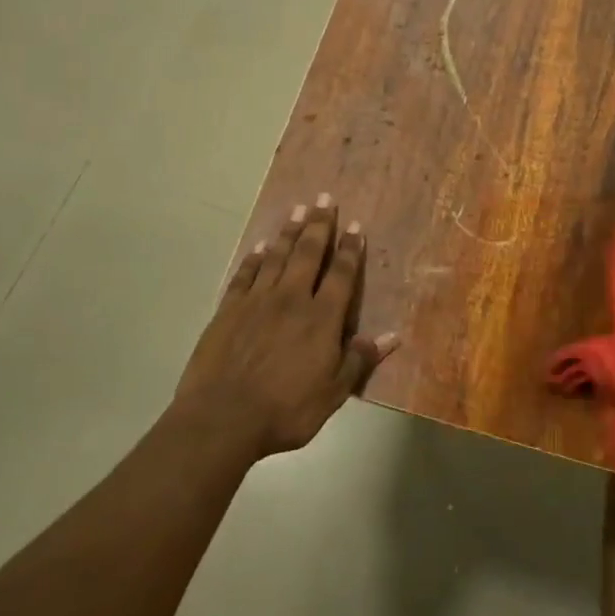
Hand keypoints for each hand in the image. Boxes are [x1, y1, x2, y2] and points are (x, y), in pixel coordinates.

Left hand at [174, 195, 398, 457]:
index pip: (340, 275)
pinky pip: (244, 275)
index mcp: (321, 318)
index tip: (355, 225)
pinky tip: (259, 247)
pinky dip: (253, 259)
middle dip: (319, 225)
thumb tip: (392, 336)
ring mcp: (256, 301)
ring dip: (289, 232)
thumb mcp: (333, 393)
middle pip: (308, 254)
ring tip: (299, 210)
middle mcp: (291, 299)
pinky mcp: (228, 310)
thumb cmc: (285, 410)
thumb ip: (359, 360)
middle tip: (325, 198)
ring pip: (276, 257)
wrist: (222, 417)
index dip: (349, 249)